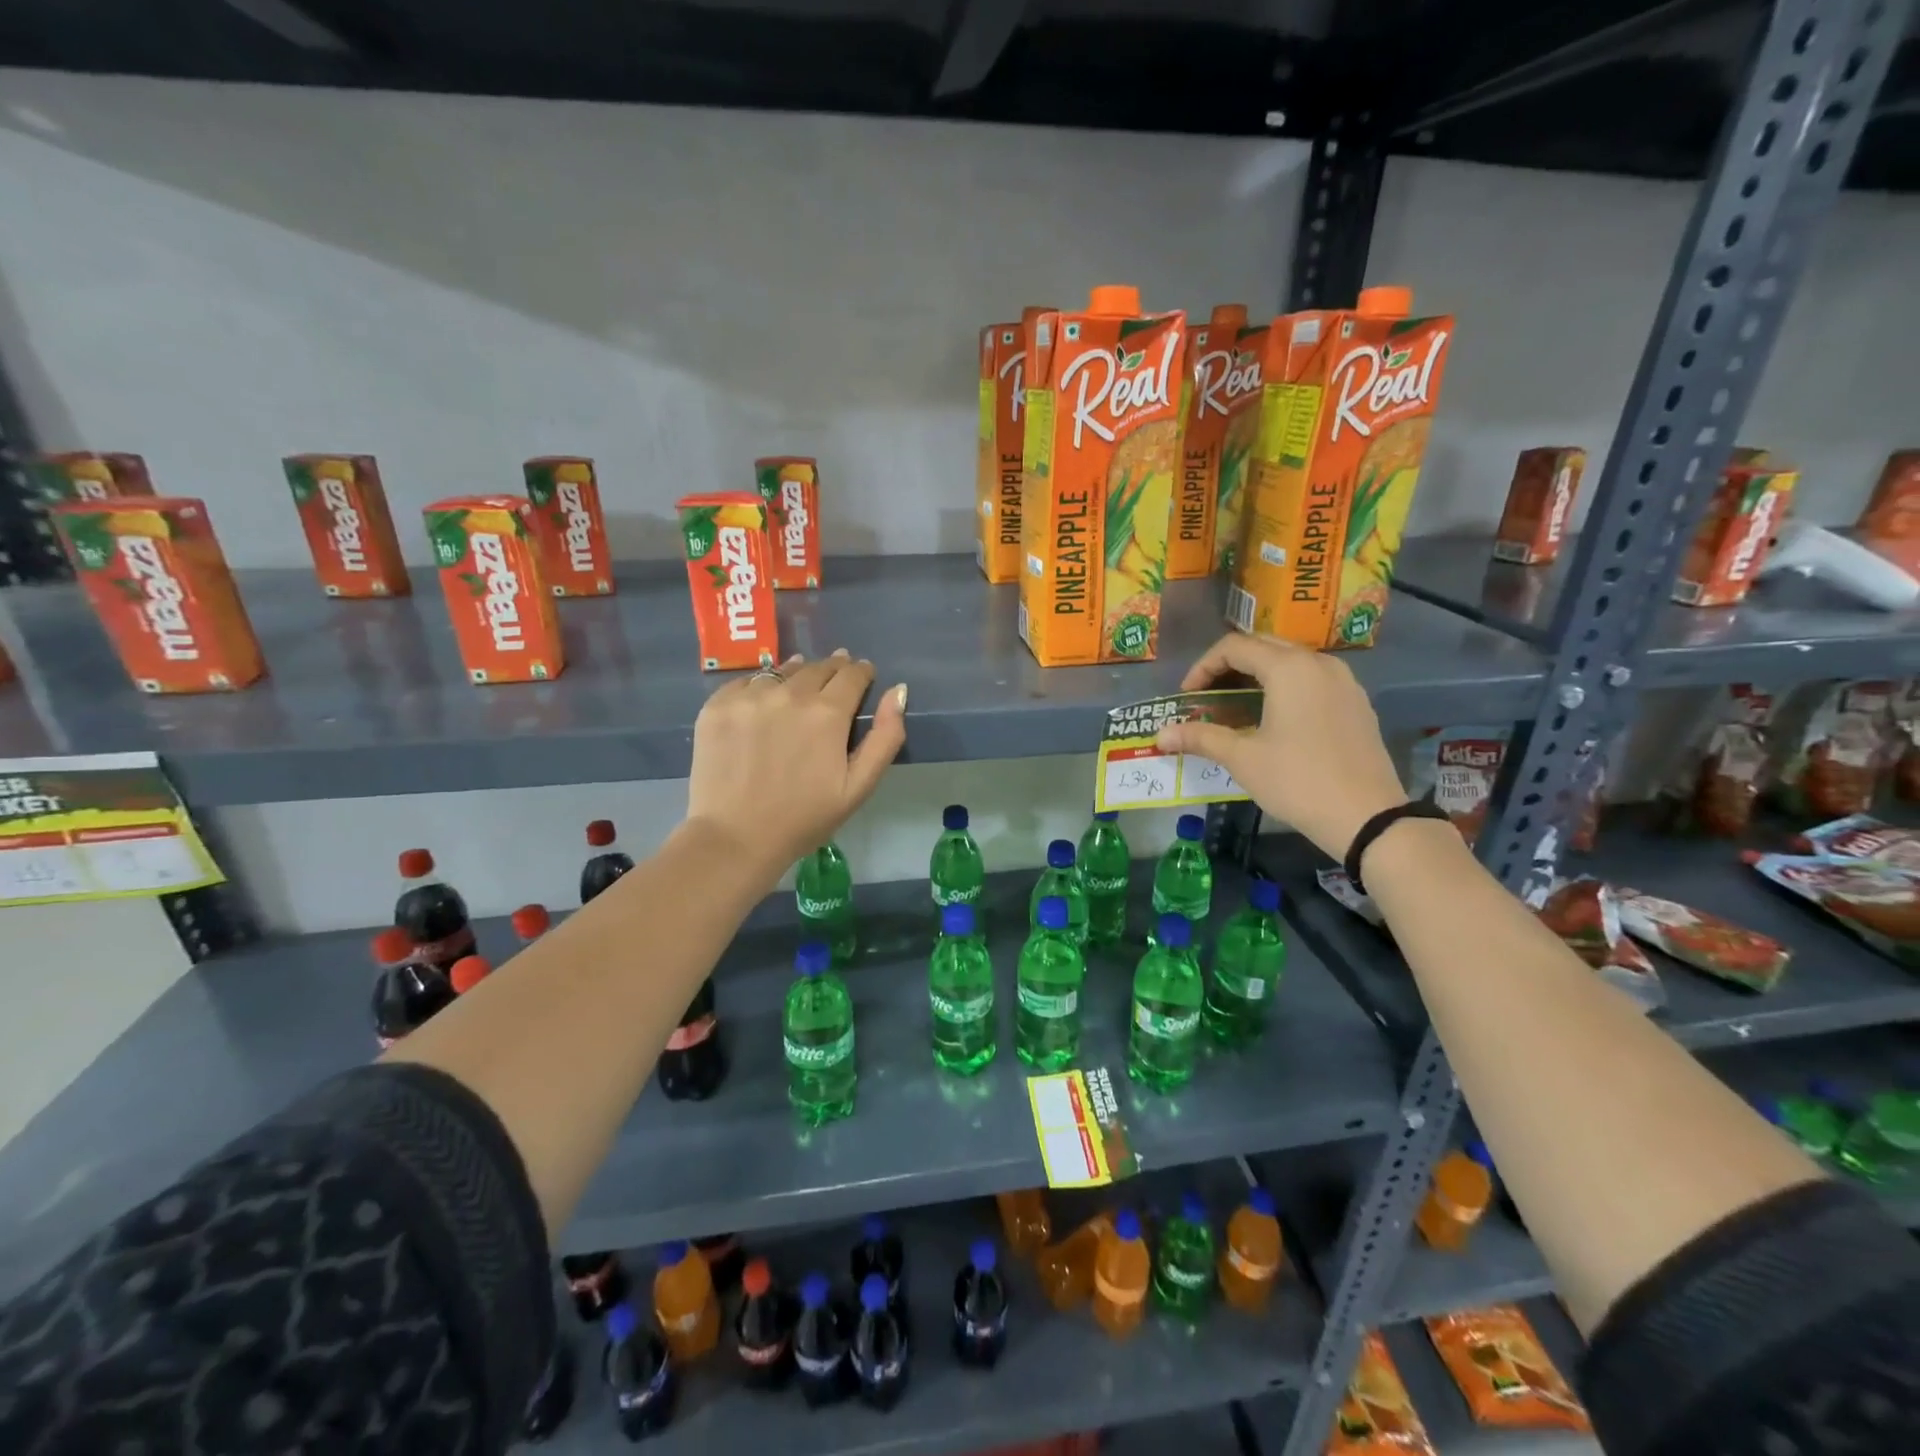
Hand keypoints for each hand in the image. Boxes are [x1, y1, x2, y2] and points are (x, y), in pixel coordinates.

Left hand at [686, 651, 907, 883]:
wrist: (735, 838)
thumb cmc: (804, 818)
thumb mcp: (859, 786)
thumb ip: (885, 736)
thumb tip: (898, 691)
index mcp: (828, 713)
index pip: (852, 674)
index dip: (862, 672)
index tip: (863, 675)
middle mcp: (789, 694)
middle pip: (818, 667)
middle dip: (833, 670)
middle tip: (835, 679)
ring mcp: (749, 697)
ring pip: (782, 671)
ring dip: (797, 674)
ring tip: (800, 686)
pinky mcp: (717, 706)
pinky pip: (746, 682)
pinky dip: (760, 687)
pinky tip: (763, 704)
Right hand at [1154, 633, 1405, 858]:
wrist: (1367, 816)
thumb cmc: (1297, 781)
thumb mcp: (1243, 759)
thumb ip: (1201, 738)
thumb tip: (1159, 735)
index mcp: (1289, 668)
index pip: (1235, 647)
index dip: (1203, 667)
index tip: (1187, 696)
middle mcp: (1318, 663)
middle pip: (1264, 646)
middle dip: (1229, 666)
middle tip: (1208, 695)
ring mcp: (1344, 681)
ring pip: (1291, 661)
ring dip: (1258, 675)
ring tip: (1237, 706)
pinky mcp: (1356, 702)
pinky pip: (1313, 679)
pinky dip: (1285, 687)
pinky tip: (1274, 718)